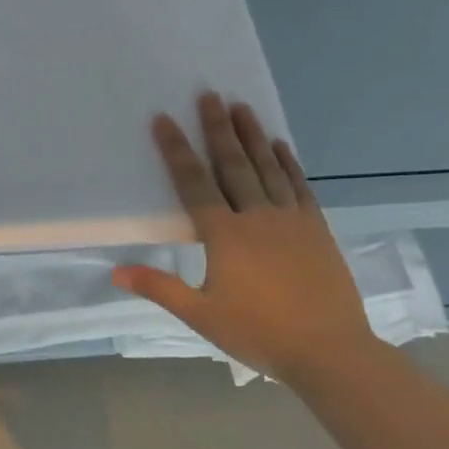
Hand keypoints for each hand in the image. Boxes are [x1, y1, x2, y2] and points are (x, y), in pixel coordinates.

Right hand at [112, 92, 377, 382]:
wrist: (333, 354)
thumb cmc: (260, 334)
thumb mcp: (201, 316)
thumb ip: (159, 288)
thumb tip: (115, 272)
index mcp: (225, 235)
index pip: (194, 183)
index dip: (177, 150)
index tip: (164, 119)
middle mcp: (257, 217)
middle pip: (233, 165)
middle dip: (218, 129)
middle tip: (209, 95)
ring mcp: (291, 220)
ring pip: (267, 169)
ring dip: (252, 136)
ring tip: (241, 107)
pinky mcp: (317, 230)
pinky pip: (299, 187)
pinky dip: (288, 164)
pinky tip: (280, 146)